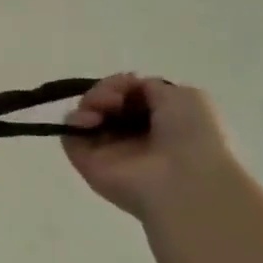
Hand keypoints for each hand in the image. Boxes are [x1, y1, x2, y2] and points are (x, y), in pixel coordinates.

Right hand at [62, 74, 236, 220]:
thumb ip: (150, 87)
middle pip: (103, 102)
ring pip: (85, 115)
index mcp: (158, 122)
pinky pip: (70, 135)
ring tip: (104, 107)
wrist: (184, 179)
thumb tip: (126, 88)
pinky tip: (90, 120)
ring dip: (91, 102)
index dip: (123, 85)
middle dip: (105, 90)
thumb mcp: (184, 97)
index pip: (128, 96)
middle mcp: (131, 135)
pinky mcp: (85, 162)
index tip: (129, 83)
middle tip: (115, 98)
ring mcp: (107, 149)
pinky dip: (74, 122)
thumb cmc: (192, 136)